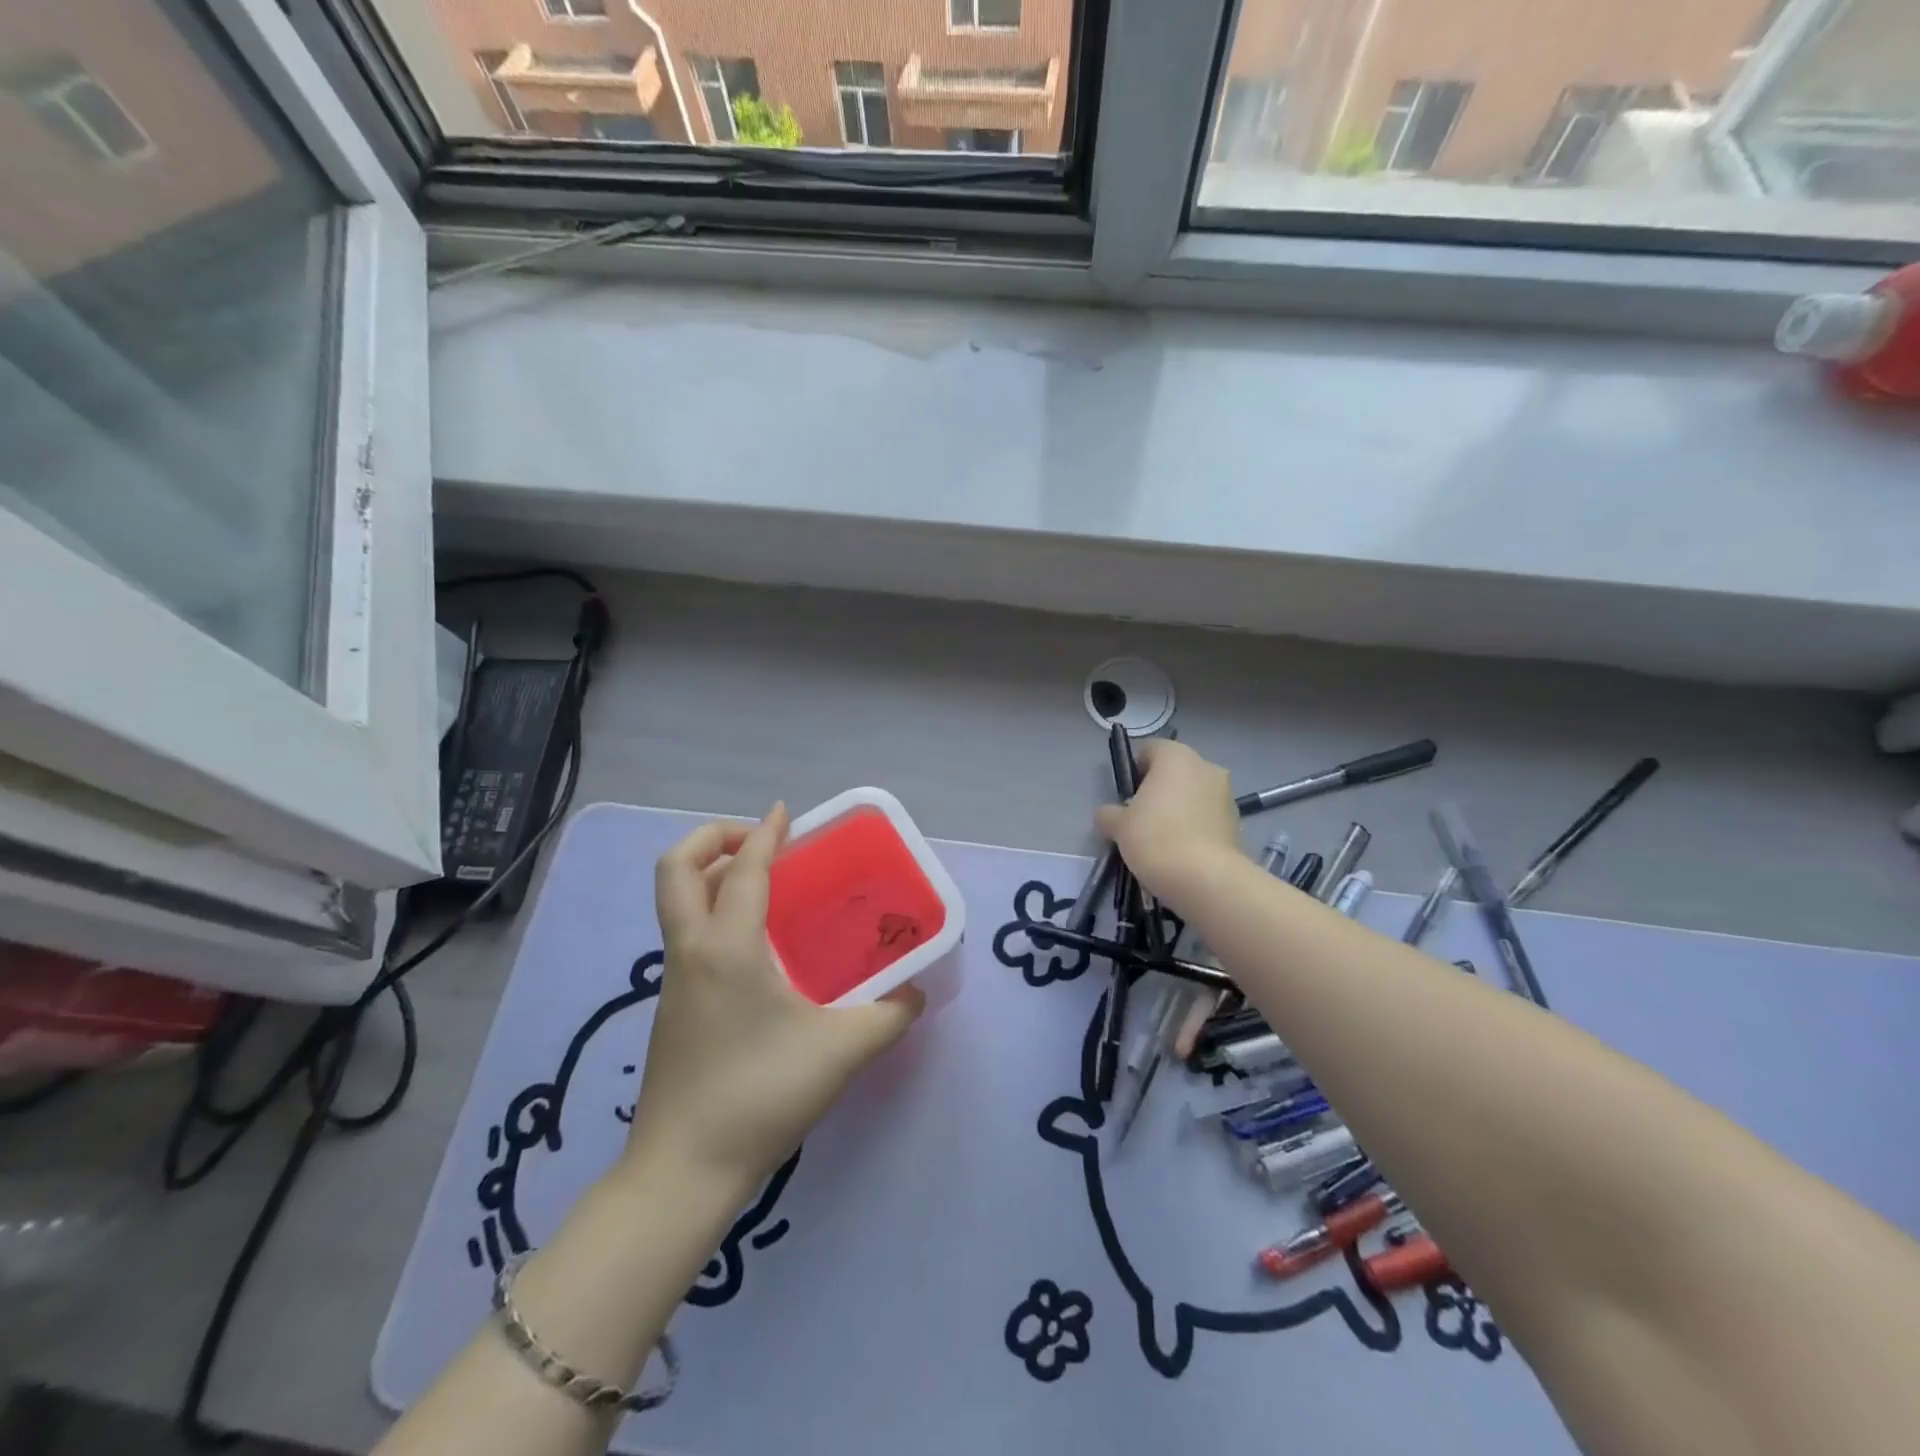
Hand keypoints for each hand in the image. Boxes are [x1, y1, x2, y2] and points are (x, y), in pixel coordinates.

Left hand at [624, 805, 924, 1198]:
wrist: (682, 1172)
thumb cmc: (760, 1097)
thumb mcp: (841, 1052)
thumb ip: (889, 1015)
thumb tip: (916, 993)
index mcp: (727, 948)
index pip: (742, 869)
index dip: (765, 833)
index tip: (786, 813)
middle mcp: (691, 951)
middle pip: (675, 869)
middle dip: (711, 837)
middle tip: (759, 842)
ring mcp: (674, 979)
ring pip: (675, 901)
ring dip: (710, 874)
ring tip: (761, 883)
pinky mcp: (673, 1006)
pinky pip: (686, 933)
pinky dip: (712, 911)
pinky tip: (756, 945)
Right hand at [1095, 740, 1242, 905]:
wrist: (1205, 878)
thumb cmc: (1155, 837)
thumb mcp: (1118, 826)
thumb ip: (1109, 814)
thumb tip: (1109, 815)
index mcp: (1176, 757)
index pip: (1150, 750)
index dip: (1135, 770)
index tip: (1126, 796)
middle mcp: (1205, 766)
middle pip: (1175, 771)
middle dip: (1159, 790)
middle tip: (1141, 817)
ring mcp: (1226, 794)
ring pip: (1194, 794)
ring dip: (1180, 808)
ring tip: (1163, 839)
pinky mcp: (1237, 822)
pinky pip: (1208, 817)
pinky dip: (1196, 827)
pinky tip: (1182, 851)